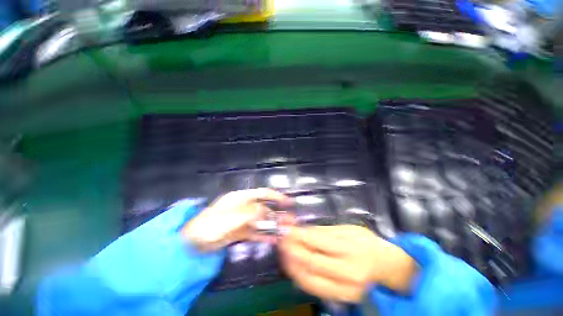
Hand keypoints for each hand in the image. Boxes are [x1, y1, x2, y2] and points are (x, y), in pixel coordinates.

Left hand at [182, 188, 290, 250]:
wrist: (193, 243)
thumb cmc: (213, 224)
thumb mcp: (234, 216)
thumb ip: (252, 212)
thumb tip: (266, 211)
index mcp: (242, 197)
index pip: (263, 193)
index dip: (276, 196)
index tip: (288, 202)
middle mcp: (244, 206)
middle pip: (264, 208)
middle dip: (276, 214)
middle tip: (289, 221)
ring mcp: (242, 219)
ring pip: (261, 220)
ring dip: (271, 225)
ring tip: (283, 232)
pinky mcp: (240, 231)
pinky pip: (254, 232)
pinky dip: (263, 235)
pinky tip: (272, 240)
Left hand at [279, 225, 416, 301]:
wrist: (385, 265)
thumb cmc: (365, 241)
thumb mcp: (346, 229)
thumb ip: (322, 231)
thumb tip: (300, 230)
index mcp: (350, 249)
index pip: (315, 242)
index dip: (296, 235)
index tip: (283, 228)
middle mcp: (348, 273)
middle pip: (309, 262)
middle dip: (289, 249)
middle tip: (279, 238)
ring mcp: (345, 290)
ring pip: (308, 279)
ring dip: (290, 264)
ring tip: (282, 250)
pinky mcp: (342, 299)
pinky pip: (313, 289)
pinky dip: (299, 276)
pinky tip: (292, 265)